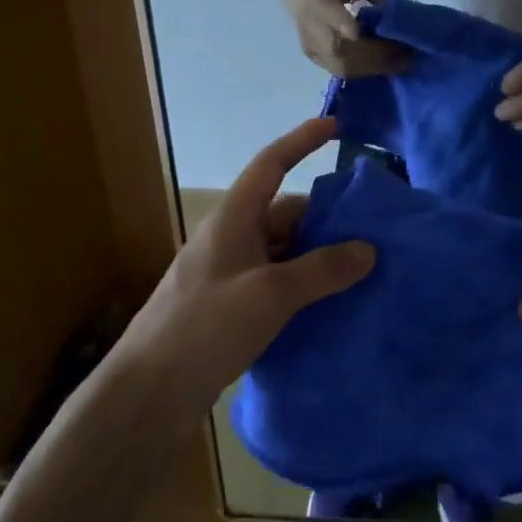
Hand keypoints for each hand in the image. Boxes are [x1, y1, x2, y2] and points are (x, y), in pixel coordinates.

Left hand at [113, 118, 373, 413]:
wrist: (148, 394)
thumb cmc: (204, 328)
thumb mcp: (270, 294)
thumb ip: (321, 270)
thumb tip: (368, 249)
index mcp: (234, 219)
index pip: (271, 164)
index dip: (302, 141)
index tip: (335, 127)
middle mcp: (233, 238)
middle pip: (286, 211)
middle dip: (327, 216)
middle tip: (373, 226)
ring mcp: (232, 274)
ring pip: (285, 250)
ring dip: (319, 255)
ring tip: (364, 268)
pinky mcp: (233, 307)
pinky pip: (279, 281)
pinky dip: (306, 284)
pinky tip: (333, 303)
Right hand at [281, 0, 407, 77]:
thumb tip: (399, 14)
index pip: (326, 11)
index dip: (340, 23)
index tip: (356, 33)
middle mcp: (309, 23)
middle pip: (338, 48)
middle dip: (374, 55)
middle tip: (406, 55)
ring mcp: (309, 44)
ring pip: (341, 66)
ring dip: (374, 67)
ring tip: (402, 62)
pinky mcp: (314, 57)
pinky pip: (340, 71)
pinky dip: (366, 70)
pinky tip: (386, 64)